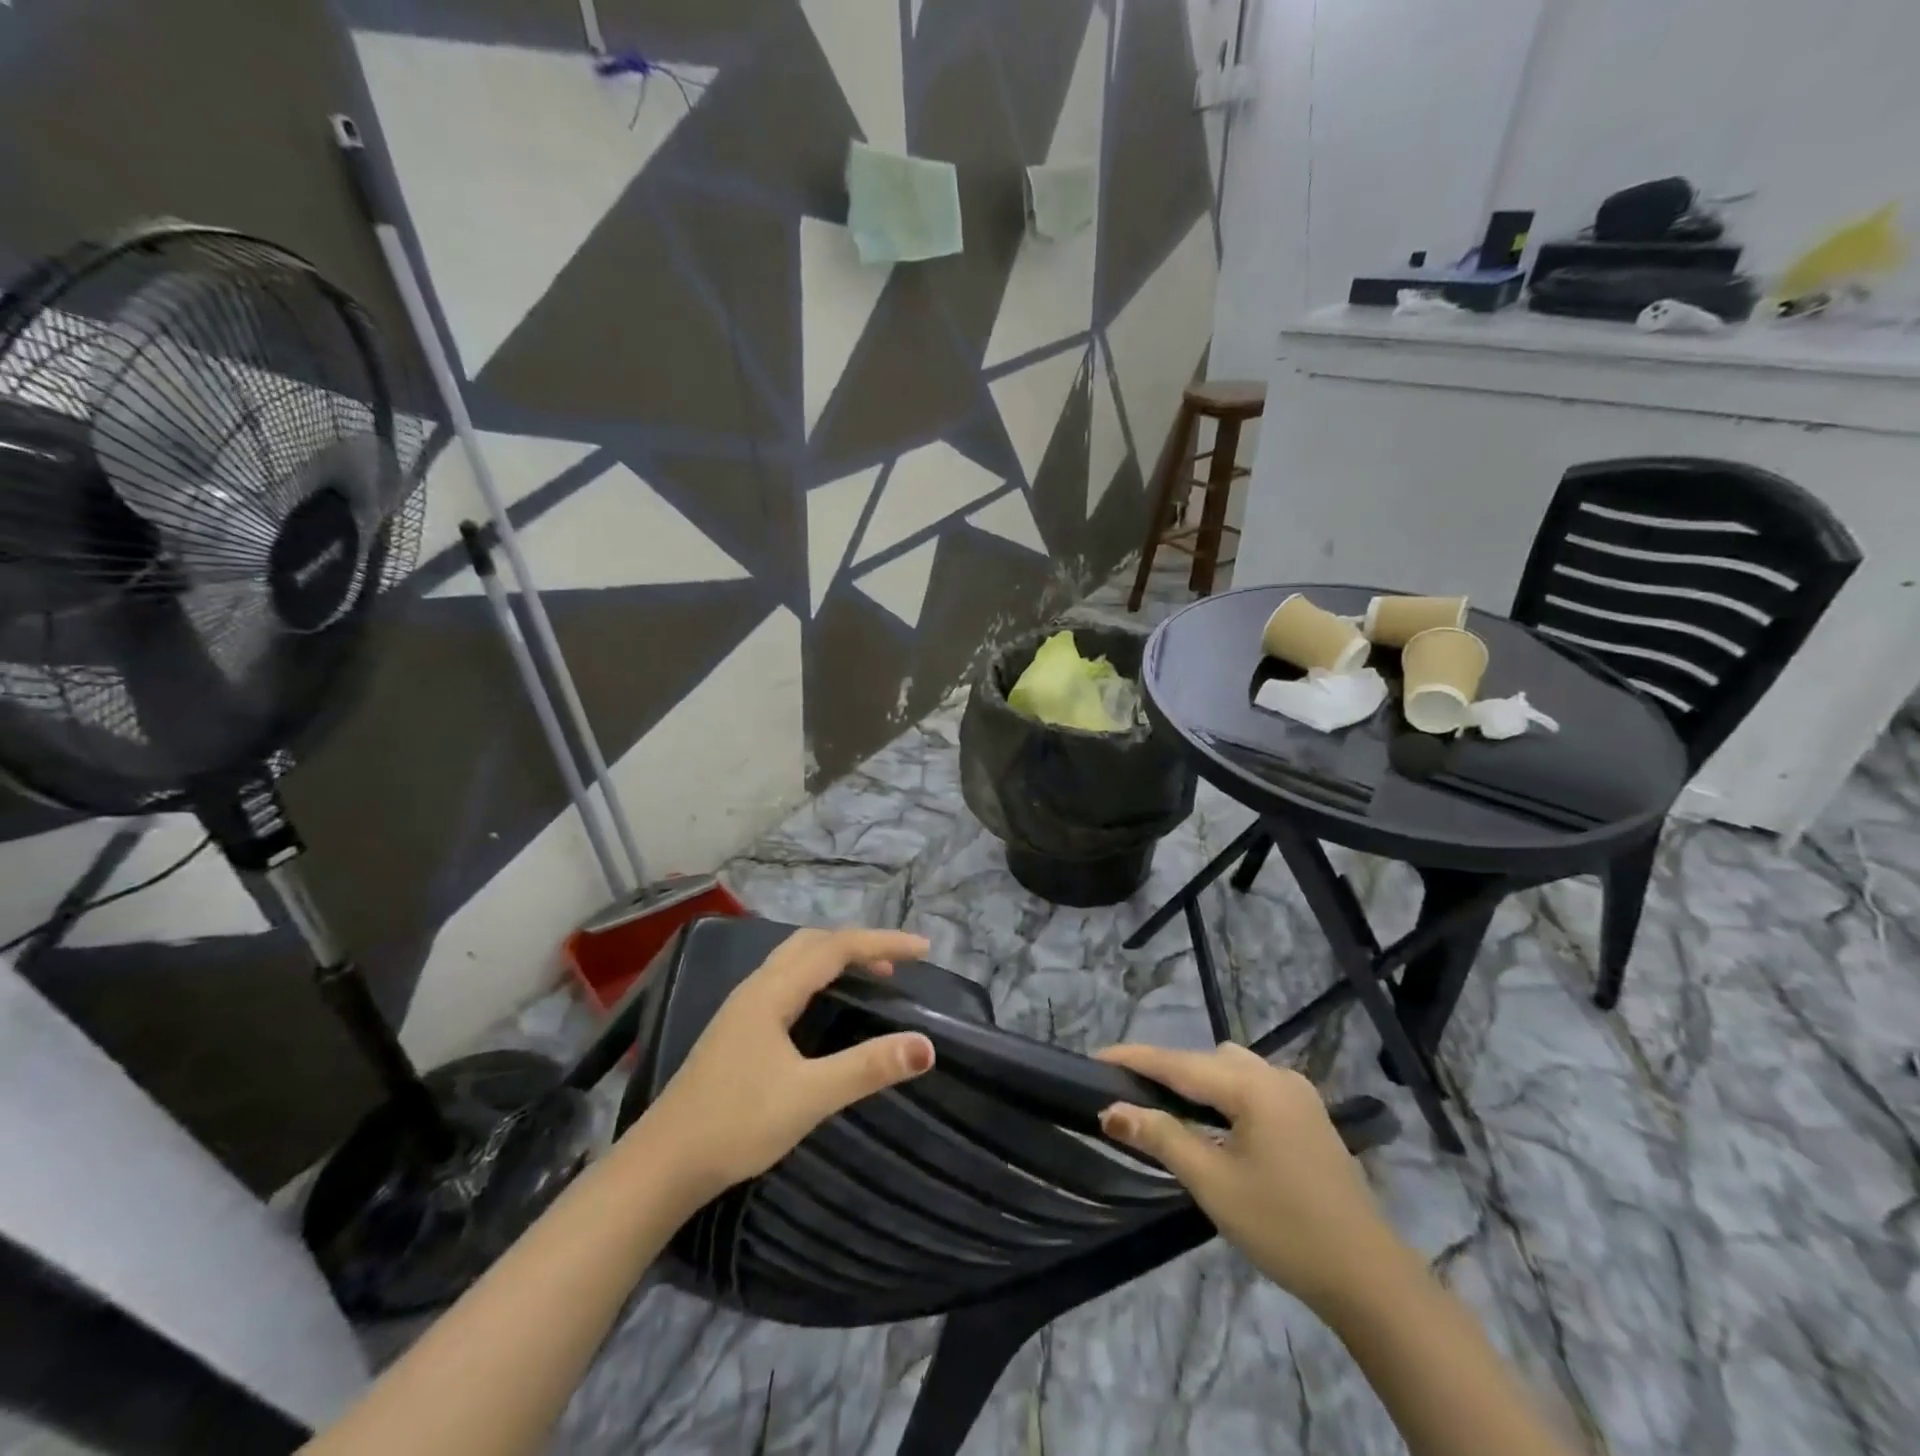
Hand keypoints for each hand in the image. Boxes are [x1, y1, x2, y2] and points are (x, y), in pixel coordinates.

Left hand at [634, 927, 935, 1201]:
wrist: (662, 1164)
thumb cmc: (736, 1123)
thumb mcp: (809, 1096)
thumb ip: (867, 1068)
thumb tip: (926, 1046)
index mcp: (772, 991)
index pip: (836, 947)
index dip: (882, 944)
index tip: (924, 951)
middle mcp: (756, 987)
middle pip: (814, 943)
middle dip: (859, 945)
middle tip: (898, 964)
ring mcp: (742, 1007)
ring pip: (796, 960)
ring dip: (836, 958)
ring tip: (871, 978)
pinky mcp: (736, 1029)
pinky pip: (787, 980)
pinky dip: (818, 976)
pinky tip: (824, 1005)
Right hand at [1096, 1043, 1400, 1316]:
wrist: (1368, 1277)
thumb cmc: (1283, 1227)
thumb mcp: (1213, 1184)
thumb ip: (1161, 1137)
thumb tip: (1110, 1110)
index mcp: (1252, 1086)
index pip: (1178, 1063)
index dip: (1134, 1058)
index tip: (1095, 1057)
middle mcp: (1275, 1076)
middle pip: (1205, 1059)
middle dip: (1165, 1070)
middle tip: (1128, 1093)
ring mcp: (1298, 1093)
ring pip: (1231, 1068)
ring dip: (1197, 1080)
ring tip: (1167, 1107)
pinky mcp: (1309, 1114)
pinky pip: (1253, 1085)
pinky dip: (1225, 1092)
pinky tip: (1215, 1122)